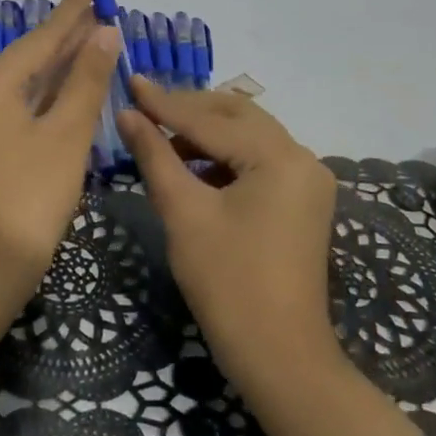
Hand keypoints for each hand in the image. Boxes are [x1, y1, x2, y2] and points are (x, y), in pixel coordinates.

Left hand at [0, 0, 120, 420]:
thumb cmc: (31, 196)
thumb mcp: (66, 134)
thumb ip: (85, 80)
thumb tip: (103, 33)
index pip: (41, 38)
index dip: (71, 10)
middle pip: (31, 57)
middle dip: (66, 34)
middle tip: (98, 8)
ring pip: (26, 83)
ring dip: (59, 65)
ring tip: (91, 38)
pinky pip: (20, 106)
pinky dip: (47, 94)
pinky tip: (68, 87)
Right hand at [116, 80, 421, 435]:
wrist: (279, 356)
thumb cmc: (227, 283)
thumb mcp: (184, 213)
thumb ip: (155, 155)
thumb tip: (128, 114)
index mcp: (280, 157)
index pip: (212, 119)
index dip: (165, 102)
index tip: (130, 79)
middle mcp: (303, 158)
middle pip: (238, 116)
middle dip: (190, 109)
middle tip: (144, 106)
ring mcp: (307, 181)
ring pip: (250, 137)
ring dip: (206, 132)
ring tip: (161, 136)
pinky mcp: (302, 202)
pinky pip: (259, 162)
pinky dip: (225, 157)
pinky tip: (192, 166)